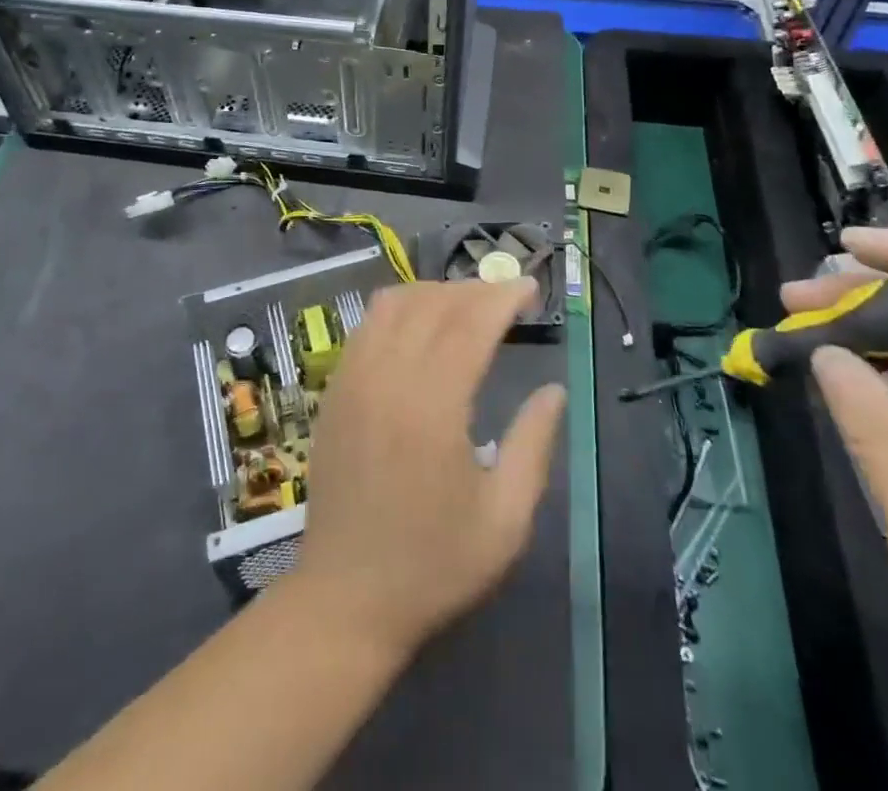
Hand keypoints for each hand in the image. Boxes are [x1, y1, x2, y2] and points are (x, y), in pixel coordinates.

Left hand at [291, 280, 566, 661]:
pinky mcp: (334, 388)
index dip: (504, 297)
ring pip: (395, 303)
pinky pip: (368, 324)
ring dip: (436, 293)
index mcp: (432, 405)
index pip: (471, 323)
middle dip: (476, 290)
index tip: (531, 289)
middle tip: (507, 300)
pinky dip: (400, 309)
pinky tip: (420, 328)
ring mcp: (353, 378)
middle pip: (434, 303)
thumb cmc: (433, 564)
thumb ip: (533, 445)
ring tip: (467, 308)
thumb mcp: (505, 519)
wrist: (345, 598)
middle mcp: (388, 377)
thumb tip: (553, 391)